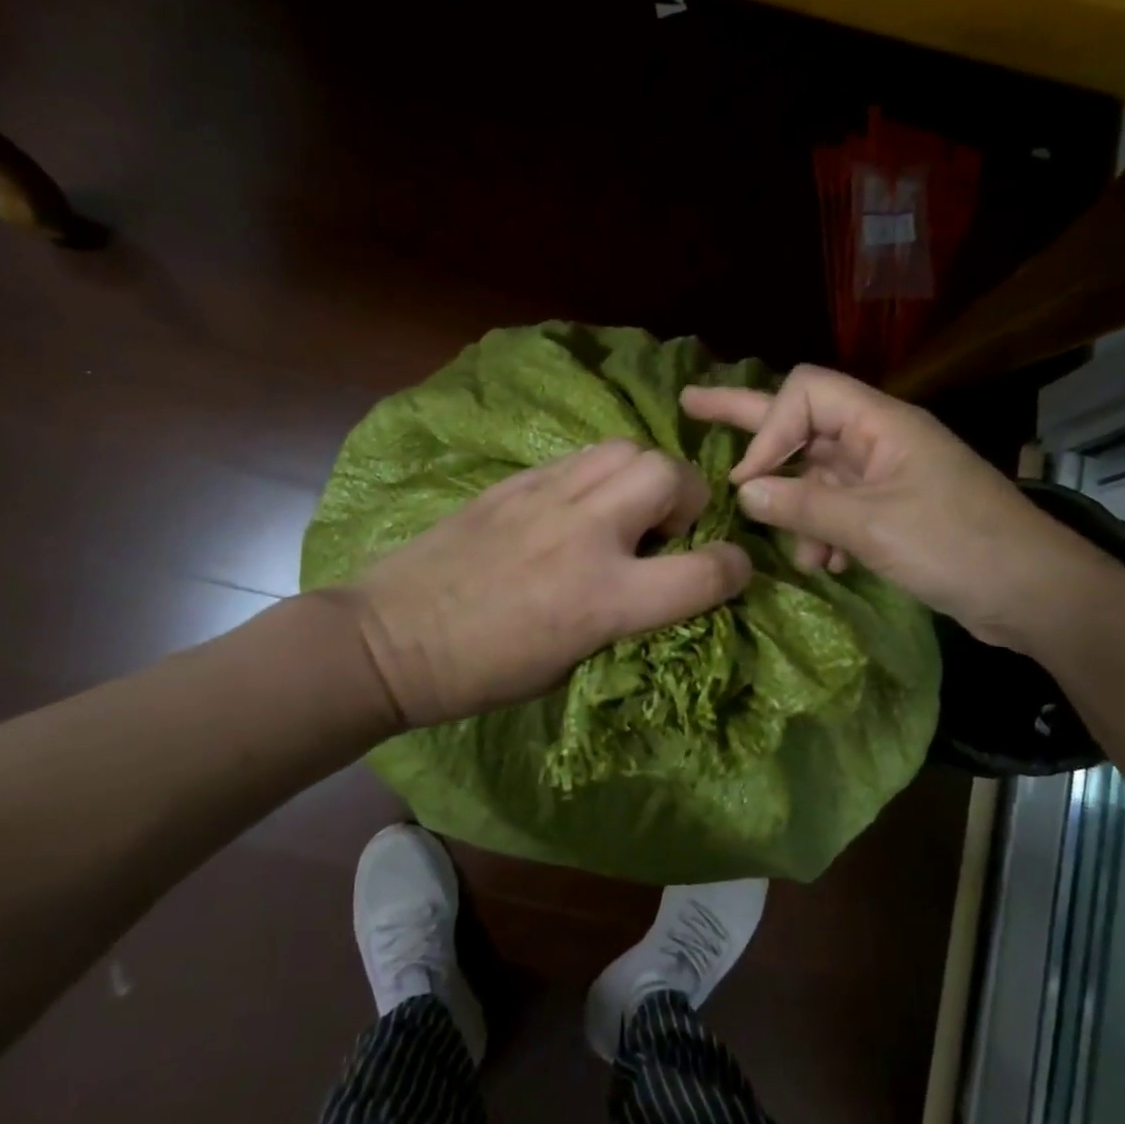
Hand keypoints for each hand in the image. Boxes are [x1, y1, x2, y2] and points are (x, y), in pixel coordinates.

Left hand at [335, 439, 752, 728]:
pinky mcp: (514, 483)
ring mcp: (547, 499)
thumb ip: (624, 618)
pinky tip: (578, 504)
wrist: (391, 639)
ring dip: (644, 476)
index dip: (734, 570)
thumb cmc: (481, 674)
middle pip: (671, 475)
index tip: (728, 571)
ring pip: (627, 449)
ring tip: (625, 508)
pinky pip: (579, 458)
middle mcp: (585, 536)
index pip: (704, 572)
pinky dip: (598, 475)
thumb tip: (653, 585)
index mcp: (602, 598)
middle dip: (689, 498)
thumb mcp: (571, 665)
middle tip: (665, 529)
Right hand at [682, 365, 1113, 648]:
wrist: (1035, 594)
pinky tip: (827, 564)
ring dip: (799, 511)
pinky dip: (825, 533)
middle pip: (802, 419)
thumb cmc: (957, 547)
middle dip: (748, 422)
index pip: (804, 395)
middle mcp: (879, 439)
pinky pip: (839, 508)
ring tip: (800, 553)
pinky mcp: (893, 510)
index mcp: (881, 423)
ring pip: (817, 476)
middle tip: (691, 403)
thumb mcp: (872, 526)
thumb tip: (745, 491)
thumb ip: (804, 506)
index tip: (748, 482)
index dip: (768, 430)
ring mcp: (886, 475)